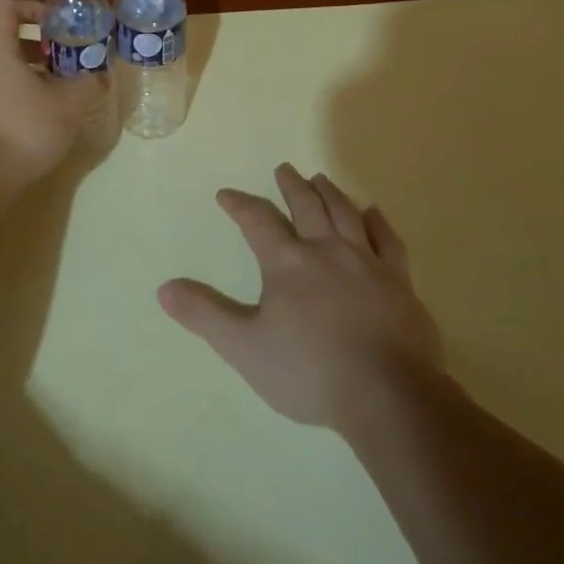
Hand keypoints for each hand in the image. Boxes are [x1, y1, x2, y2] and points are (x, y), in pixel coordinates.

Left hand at [0, 0, 105, 195]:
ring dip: (30, 78)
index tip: (56, 25)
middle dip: (39, 50)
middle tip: (67, 65)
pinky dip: (16, 101)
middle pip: (6, 43)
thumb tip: (100, 75)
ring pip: (0, 73)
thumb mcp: (67, 106)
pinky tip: (38, 124)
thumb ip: (86, 85)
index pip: (6, 8)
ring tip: (58, 97)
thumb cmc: (22, 129)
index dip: (32, 8)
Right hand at [158, 164, 445, 430]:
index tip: (225, 194)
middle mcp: (327, 250)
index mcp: (288, 263)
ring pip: (346, 214)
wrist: (388, 395)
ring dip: (330, 193)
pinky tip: (373, 213)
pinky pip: (388, 241)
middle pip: (307, 206)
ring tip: (320, 179)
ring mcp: (368, 264)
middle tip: (284, 169)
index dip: (239, 204)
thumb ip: (204, 315)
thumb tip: (164, 288)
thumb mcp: (244, 347)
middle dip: (291, 186)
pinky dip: (378, 222)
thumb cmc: (310, 370)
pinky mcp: (400, 283)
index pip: (257, 221)